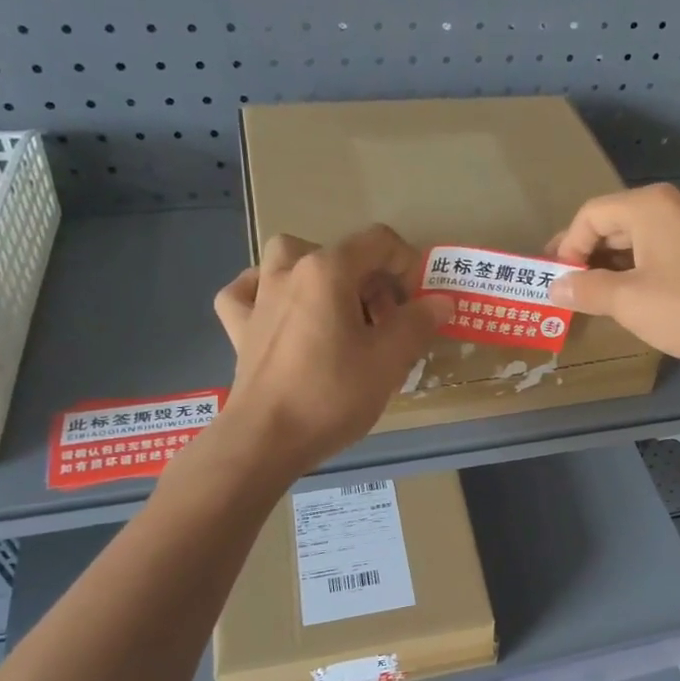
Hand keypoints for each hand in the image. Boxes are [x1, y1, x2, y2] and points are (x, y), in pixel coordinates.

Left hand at [211, 226, 451, 471]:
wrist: (266, 439)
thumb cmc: (333, 394)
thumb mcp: (389, 360)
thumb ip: (418, 323)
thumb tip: (440, 302)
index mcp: (328, 270)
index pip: (379, 241)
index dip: (407, 264)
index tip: (418, 303)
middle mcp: (290, 271)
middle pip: (341, 253)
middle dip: (372, 282)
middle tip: (387, 324)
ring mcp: (258, 296)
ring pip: (291, 261)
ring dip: (320, 275)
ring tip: (338, 311)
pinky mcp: (239, 326)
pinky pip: (249, 292)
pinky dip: (267, 293)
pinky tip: (280, 311)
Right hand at [548, 184, 679, 375]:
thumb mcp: (629, 302)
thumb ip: (587, 290)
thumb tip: (556, 287)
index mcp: (652, 205)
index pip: (592, 214)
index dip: (567, 247)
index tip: (556, 282)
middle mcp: (677, 202)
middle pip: (618, 222)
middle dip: (589, 255)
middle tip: (570, 289)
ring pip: (644, 238)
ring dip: (616, 265)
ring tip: (599, 298)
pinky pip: (668, 250)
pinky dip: (644, 269)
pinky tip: (639, 297)